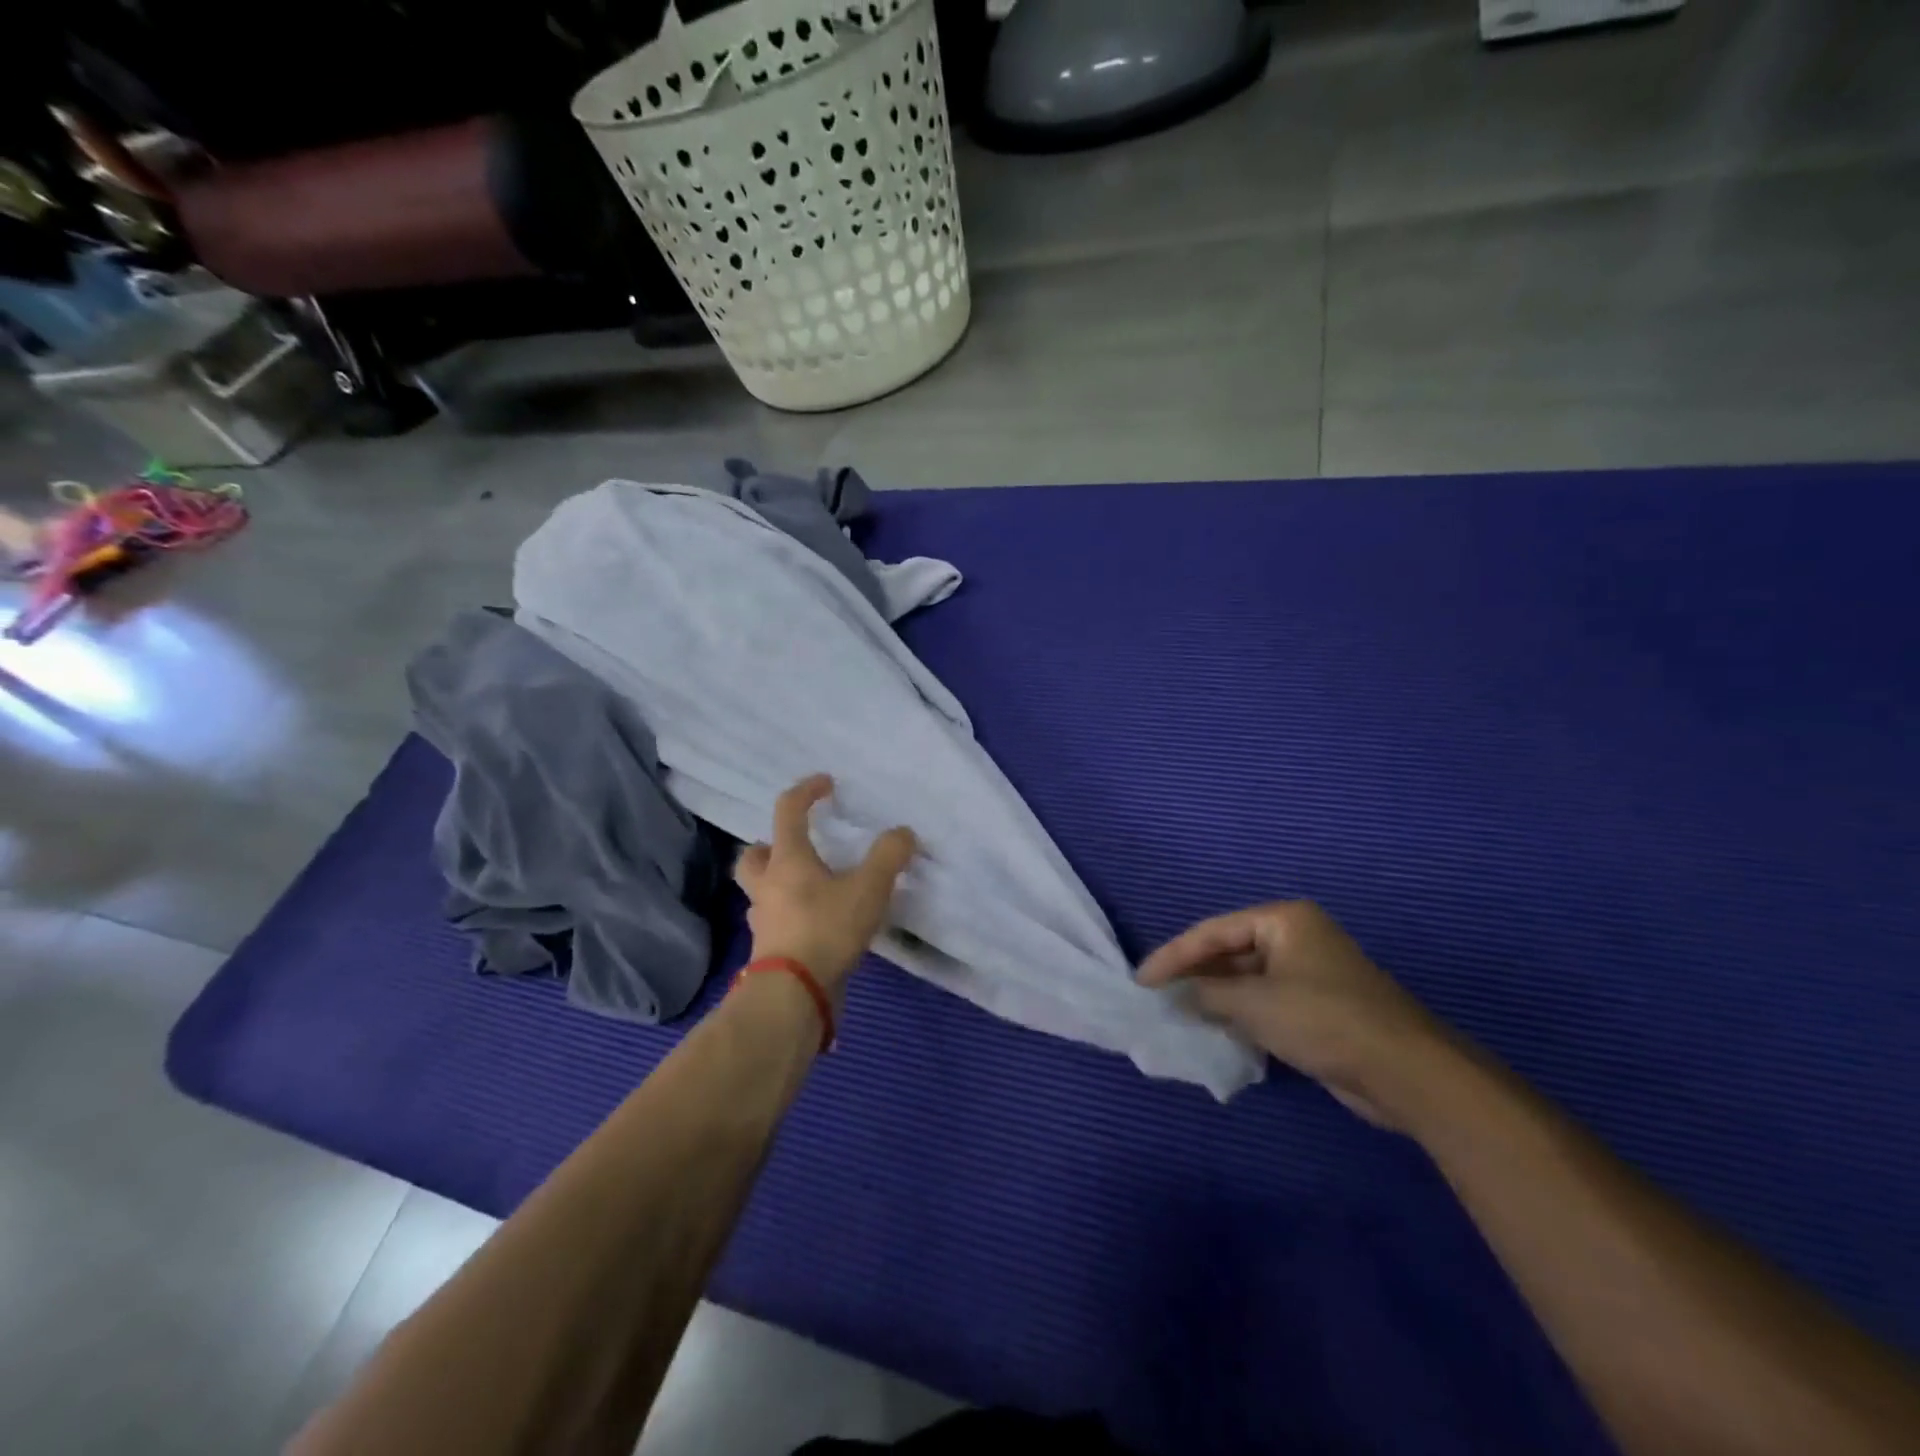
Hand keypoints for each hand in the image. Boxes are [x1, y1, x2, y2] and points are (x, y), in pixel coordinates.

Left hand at [735, 775, 916, 997]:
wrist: (793, 994)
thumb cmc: (826, 929)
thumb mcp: (868, 888)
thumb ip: (889, 856)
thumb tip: (904, 834)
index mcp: (787, 860)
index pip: (788, 811)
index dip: (806, 791)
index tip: (826, 783)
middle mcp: (767, 886)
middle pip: (754, 855)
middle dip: (770, 845)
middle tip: (797, 847)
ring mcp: (764, 920)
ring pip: (761, 891)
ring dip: (779, 882)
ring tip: (811, 887)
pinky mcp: (769, 951)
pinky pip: (775, 922)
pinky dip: (791, 916)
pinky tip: (816, 924)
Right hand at [1139, 901, 1453, 1128]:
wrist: (1406, 1072)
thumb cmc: (1324, 1019)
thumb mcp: (1255, 1003)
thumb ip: (1207, 995)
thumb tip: (1175, 997)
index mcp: (1283, 920)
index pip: (1213, 931)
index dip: (1174, 956)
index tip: (1142, 981)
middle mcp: (1296, 938)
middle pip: (1230, 952)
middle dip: (1194, 975)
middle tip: (1157, 996)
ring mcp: (1309, 973)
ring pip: (1247, 980)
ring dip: (1215, 997)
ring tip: (1178, 1014)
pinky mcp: (1318, 1008)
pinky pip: (1266, 1003)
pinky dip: (1240, 1014)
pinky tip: (1216, 1030)